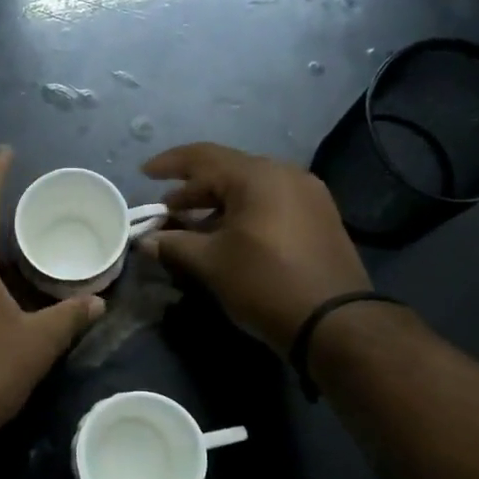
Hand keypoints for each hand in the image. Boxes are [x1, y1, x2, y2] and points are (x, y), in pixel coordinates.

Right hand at [139, 142, 369, 353]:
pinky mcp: (319, 218)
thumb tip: (144, 242)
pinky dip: (242, 213)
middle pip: (228, 171)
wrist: (335, 322)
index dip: (169, 163)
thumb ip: (174, 245)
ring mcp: (308, 195)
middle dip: (192, 190)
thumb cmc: (265, 283)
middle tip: (166, 211)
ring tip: (192, 227)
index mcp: (258, 176)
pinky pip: (270, 203)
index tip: (143, 174)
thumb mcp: (211, 264)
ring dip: (216, 204)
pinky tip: (226, 237)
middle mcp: (286, 174)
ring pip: (250, 189)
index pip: (203, 156)